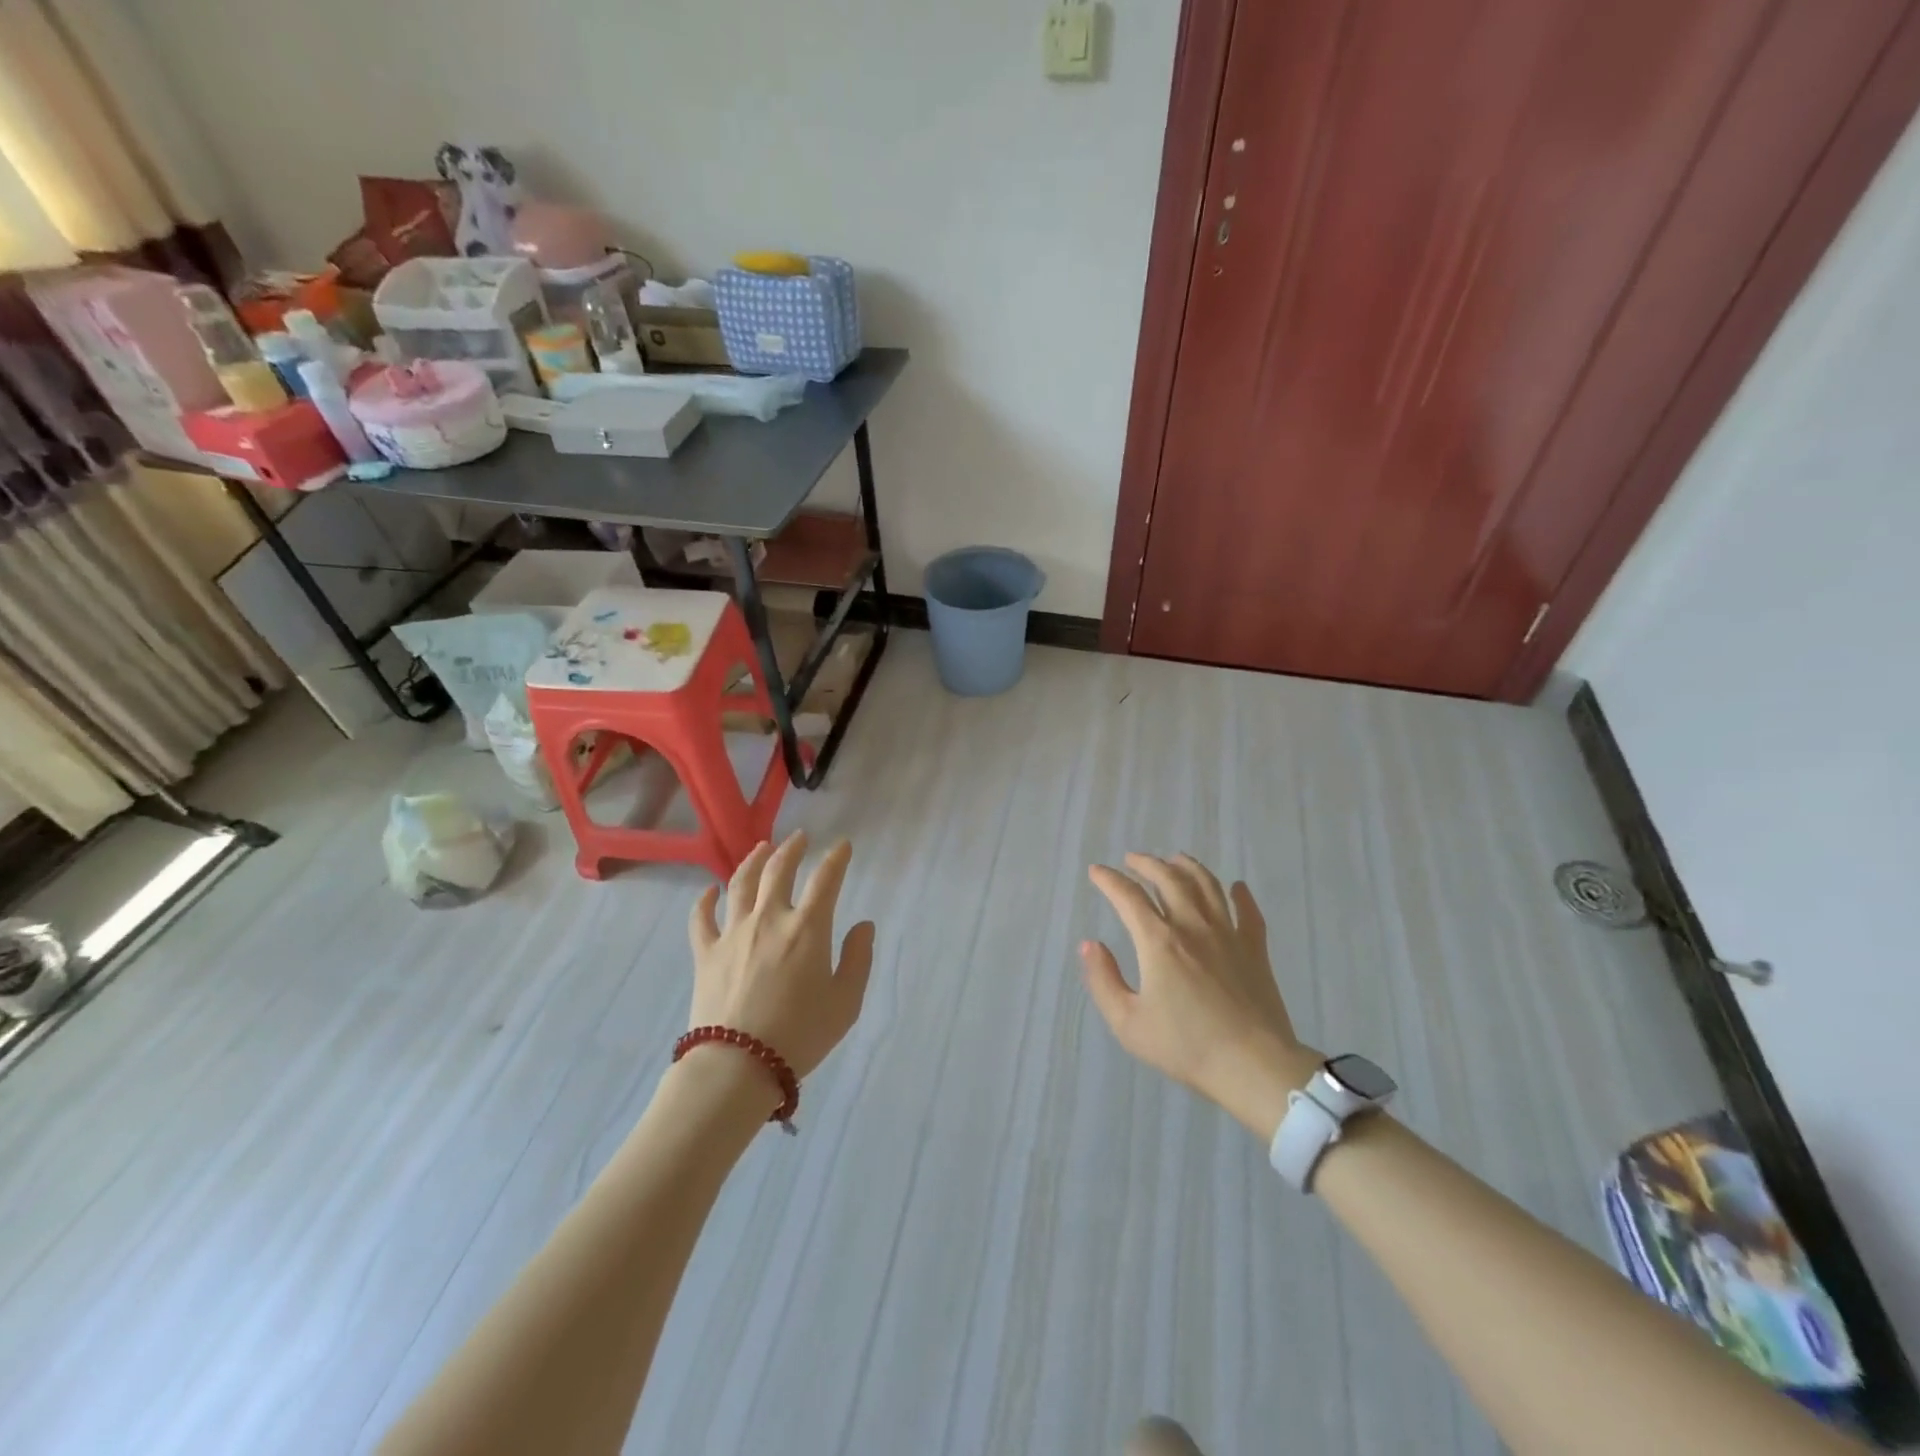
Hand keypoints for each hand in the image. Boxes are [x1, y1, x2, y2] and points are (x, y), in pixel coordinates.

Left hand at [687, 832, 876, 1080]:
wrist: (738, 1065)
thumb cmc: (801, 1035)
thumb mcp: (846, 1002)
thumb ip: (858, 959)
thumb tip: (863, 925)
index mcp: (808, 928)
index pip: (826, 880)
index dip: (837, 859)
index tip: (843, 846)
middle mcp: (769, 919)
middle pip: (779, 870)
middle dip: (792, 849)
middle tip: (800, 837)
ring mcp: (733, 933)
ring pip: (741, 884)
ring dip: (753, 860)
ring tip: (762, 847)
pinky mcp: (706, 953)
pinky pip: (701, 919)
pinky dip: (705, 900)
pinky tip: (709, 891)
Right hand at [1082, 853, 1319, 1138]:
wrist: (1253, 1067)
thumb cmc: (1185, 1046)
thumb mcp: (1128, 1023)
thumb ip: (1103, 980)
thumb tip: (1090, 944)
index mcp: (1158, 941)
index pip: (1128, 897)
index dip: (1109, 880)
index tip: (1096, 871)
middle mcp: (1192, 926)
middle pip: (1168, 879)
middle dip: (1146, 864)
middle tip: (1132, 860)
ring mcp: (1228, 934)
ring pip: (1207, 885)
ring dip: (1188, 867)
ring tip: (1175, 859)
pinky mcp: (1255, 950)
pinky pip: (1248, 912)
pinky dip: (1241, 895)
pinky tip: (1236, 887)